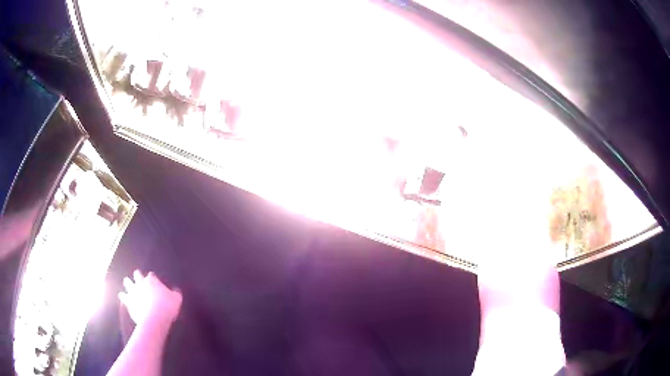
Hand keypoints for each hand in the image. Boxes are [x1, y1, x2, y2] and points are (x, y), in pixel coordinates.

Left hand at [119, 270, 181, 327]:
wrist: (154, 318)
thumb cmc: (167, 307)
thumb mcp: (177, 299)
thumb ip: (175, 293)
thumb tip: (176, 290)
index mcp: (152, 280)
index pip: (151, 275)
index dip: (153, 277)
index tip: (154, 280)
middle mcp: (141, 283)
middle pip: (137, 275)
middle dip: (137, 275)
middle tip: (137, 275)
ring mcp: (133, 291)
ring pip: (127, 282)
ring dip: (127, 282)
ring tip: (127, 282)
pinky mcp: (128, 301)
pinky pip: (123, 296)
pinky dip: (122, 295)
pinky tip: (121, 295)